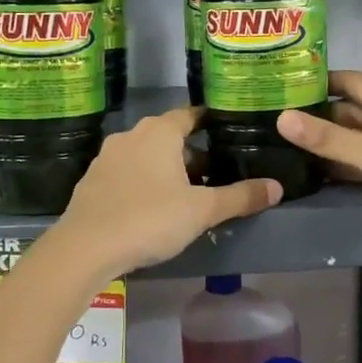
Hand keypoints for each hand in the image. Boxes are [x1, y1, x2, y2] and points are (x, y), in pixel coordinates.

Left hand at [50, 108, 281, 281]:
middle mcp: (131, 135)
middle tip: (215, 172)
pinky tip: (153, 208)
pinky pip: (126, 173)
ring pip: (145, 155)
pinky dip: (143, 182)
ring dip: (166, 168)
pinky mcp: (92, 181)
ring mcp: (107, 158)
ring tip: (187, 193)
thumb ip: (240, 197)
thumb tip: (276, 187)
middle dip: (191, 152)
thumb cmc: (149, 219)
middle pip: (168, 136)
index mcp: (160, 132)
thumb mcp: (202, 211)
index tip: (228, 132)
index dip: (210, 121)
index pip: (190, 114)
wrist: (85, 248)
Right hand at [276, 71, 361, 272]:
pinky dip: (346, 167)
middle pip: (350, 110)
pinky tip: (317, 174)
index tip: (281, 86)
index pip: (347, 81)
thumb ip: (328, 139)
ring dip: (330, 145)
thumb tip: (282, 118)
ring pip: (357, 139)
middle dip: (317, 116)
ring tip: (286, 148)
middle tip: (273, 122)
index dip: (317, 82)